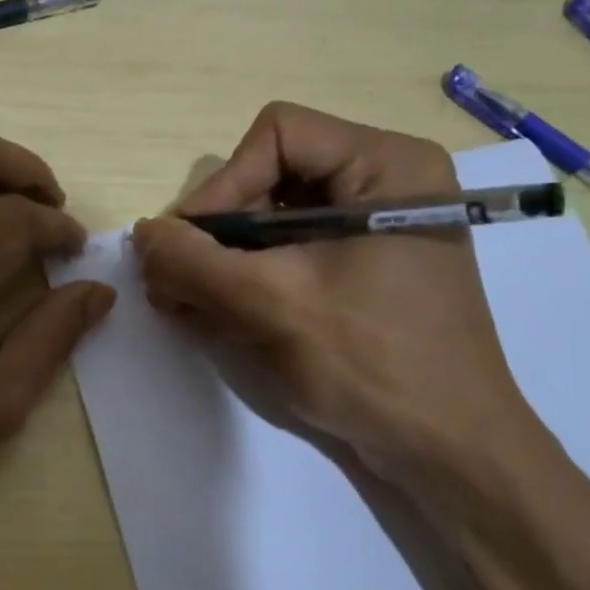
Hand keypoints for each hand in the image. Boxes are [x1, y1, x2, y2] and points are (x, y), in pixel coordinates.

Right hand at [133, 102, 554, 511]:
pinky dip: (245, 278)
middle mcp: (382, 183)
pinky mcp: (360, 270)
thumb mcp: (273, 304)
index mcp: (386, 166)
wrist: (449, 454)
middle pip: (269, 176)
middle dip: (216, 230)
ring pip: (271, 219)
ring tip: (183, 302)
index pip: (277, 136)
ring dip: (222, 259)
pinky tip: (212, 313)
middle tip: (173, 280)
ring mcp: (371, 229)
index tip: (189, 245)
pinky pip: (287, 253)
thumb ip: (195, 261)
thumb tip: (140, 232)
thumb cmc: (375, 365)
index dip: (224, 184)